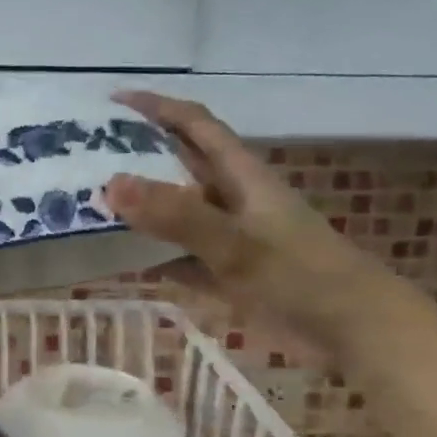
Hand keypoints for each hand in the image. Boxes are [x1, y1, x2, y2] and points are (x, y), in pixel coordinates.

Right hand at [103, 91, 398, 362]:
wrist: (355, 332)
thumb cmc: (302, 276)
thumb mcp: (237, 243)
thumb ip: (177, 216)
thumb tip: (110, 184)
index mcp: (240, 176)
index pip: (195, 125)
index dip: (156, 107)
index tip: (110, 103)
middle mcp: (230, 199)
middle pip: (177, 167)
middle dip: (134, 158)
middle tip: (82, 159)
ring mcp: (228, 238)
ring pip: (173, 215)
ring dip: (137, 211)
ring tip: (85, 208)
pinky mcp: (227, 274)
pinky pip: (177, 259)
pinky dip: (149, 259)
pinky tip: (115, 264)